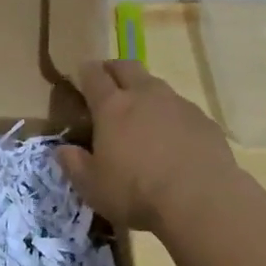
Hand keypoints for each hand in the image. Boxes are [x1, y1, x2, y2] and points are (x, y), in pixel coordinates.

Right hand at [56, 59, 237, 231]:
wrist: (201, 200)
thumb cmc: (136, 192)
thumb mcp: (93, 187)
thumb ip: (74, 165)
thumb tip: (62, 150)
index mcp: (112, 106)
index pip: (93, 75)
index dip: (84, 73)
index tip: (80, 76)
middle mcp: (145, 94)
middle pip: (126, 66)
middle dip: (113, 69)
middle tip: (107, 83)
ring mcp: (178, 103)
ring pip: (156, 84)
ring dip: (144, 91)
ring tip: (141, 114)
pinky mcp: (203, 119)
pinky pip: (181, 108)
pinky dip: (171, 115)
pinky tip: (172, 138)